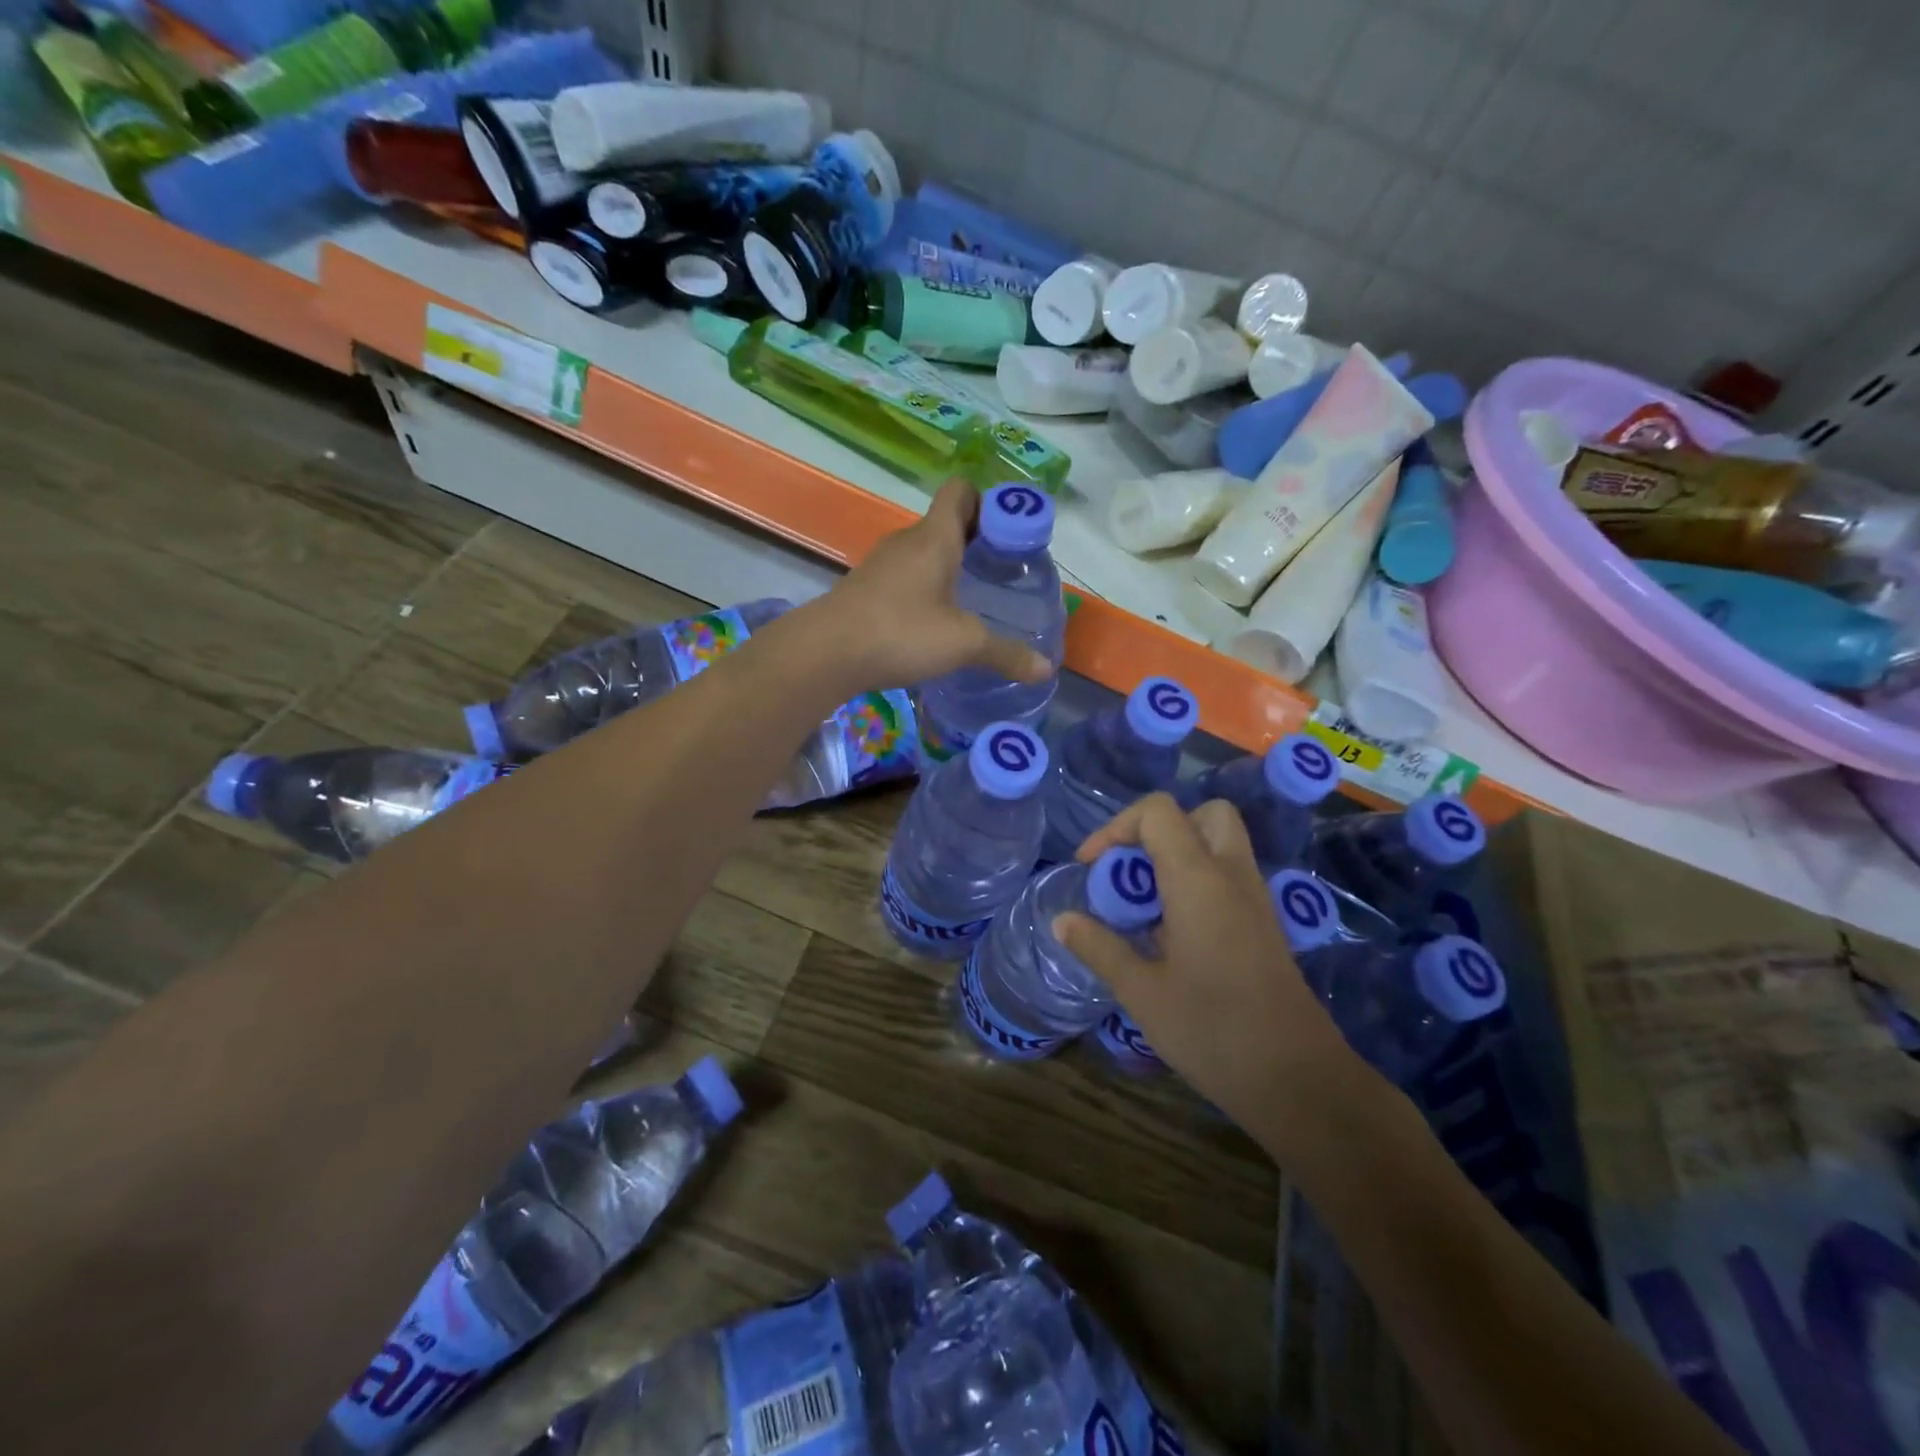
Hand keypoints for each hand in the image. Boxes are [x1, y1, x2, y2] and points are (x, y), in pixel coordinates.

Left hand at [791, 479, 1056, 695]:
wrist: (826, 653)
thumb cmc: (901, 632)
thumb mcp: (963, 643)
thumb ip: (1005, 654)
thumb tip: (1045, 669)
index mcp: (934, 537)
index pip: (961, 491)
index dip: (988, 502)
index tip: (1010, 532)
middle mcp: (907, 541)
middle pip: (945, 524)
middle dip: (976, 541)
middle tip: (1002, 572)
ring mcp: (882, 565)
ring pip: (923, 553)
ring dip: (948, 567)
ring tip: (973, 599)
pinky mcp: (866, 590)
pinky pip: (905, 578)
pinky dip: (924, 590)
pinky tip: (935, 622)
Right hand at [1054, 793, 1357, 1137]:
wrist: (1298, 1080)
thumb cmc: (1213, 1031)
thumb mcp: (1142, 992)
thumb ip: (1099, 947)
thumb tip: (1062, 922)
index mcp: (1199, 881)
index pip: (1158, 812)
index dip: (1116, 827)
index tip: (1091, 867)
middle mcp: (1232, 876)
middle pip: (1202, 814)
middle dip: (1158, 830)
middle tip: (1130, 871)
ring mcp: (1254, 900)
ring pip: (1219, 843)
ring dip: (1177, 855)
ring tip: (1143, 905)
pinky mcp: (1264, 925)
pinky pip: (1227, 876)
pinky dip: (1196, 882)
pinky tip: (1171, 933)